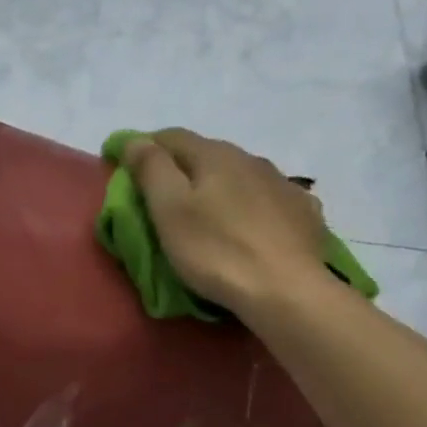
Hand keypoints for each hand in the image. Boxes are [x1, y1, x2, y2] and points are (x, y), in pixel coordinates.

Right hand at [123, 129, 328, 316]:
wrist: (286, 288)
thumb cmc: (216, 251)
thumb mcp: (170, 211)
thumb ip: (151, 170)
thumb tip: (135, 140)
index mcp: (214, 155)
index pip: (171, 137)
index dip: (144, 147)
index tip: (123, 164)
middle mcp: (251, 159)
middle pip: (207, 154)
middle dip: (182, 168)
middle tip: (162, 195)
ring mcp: (282, 184)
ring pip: (240, 175)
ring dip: (219, 185)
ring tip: (207, 211)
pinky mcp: (303, 212)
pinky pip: (268, 199)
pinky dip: (250, 205)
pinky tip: (249, 224)